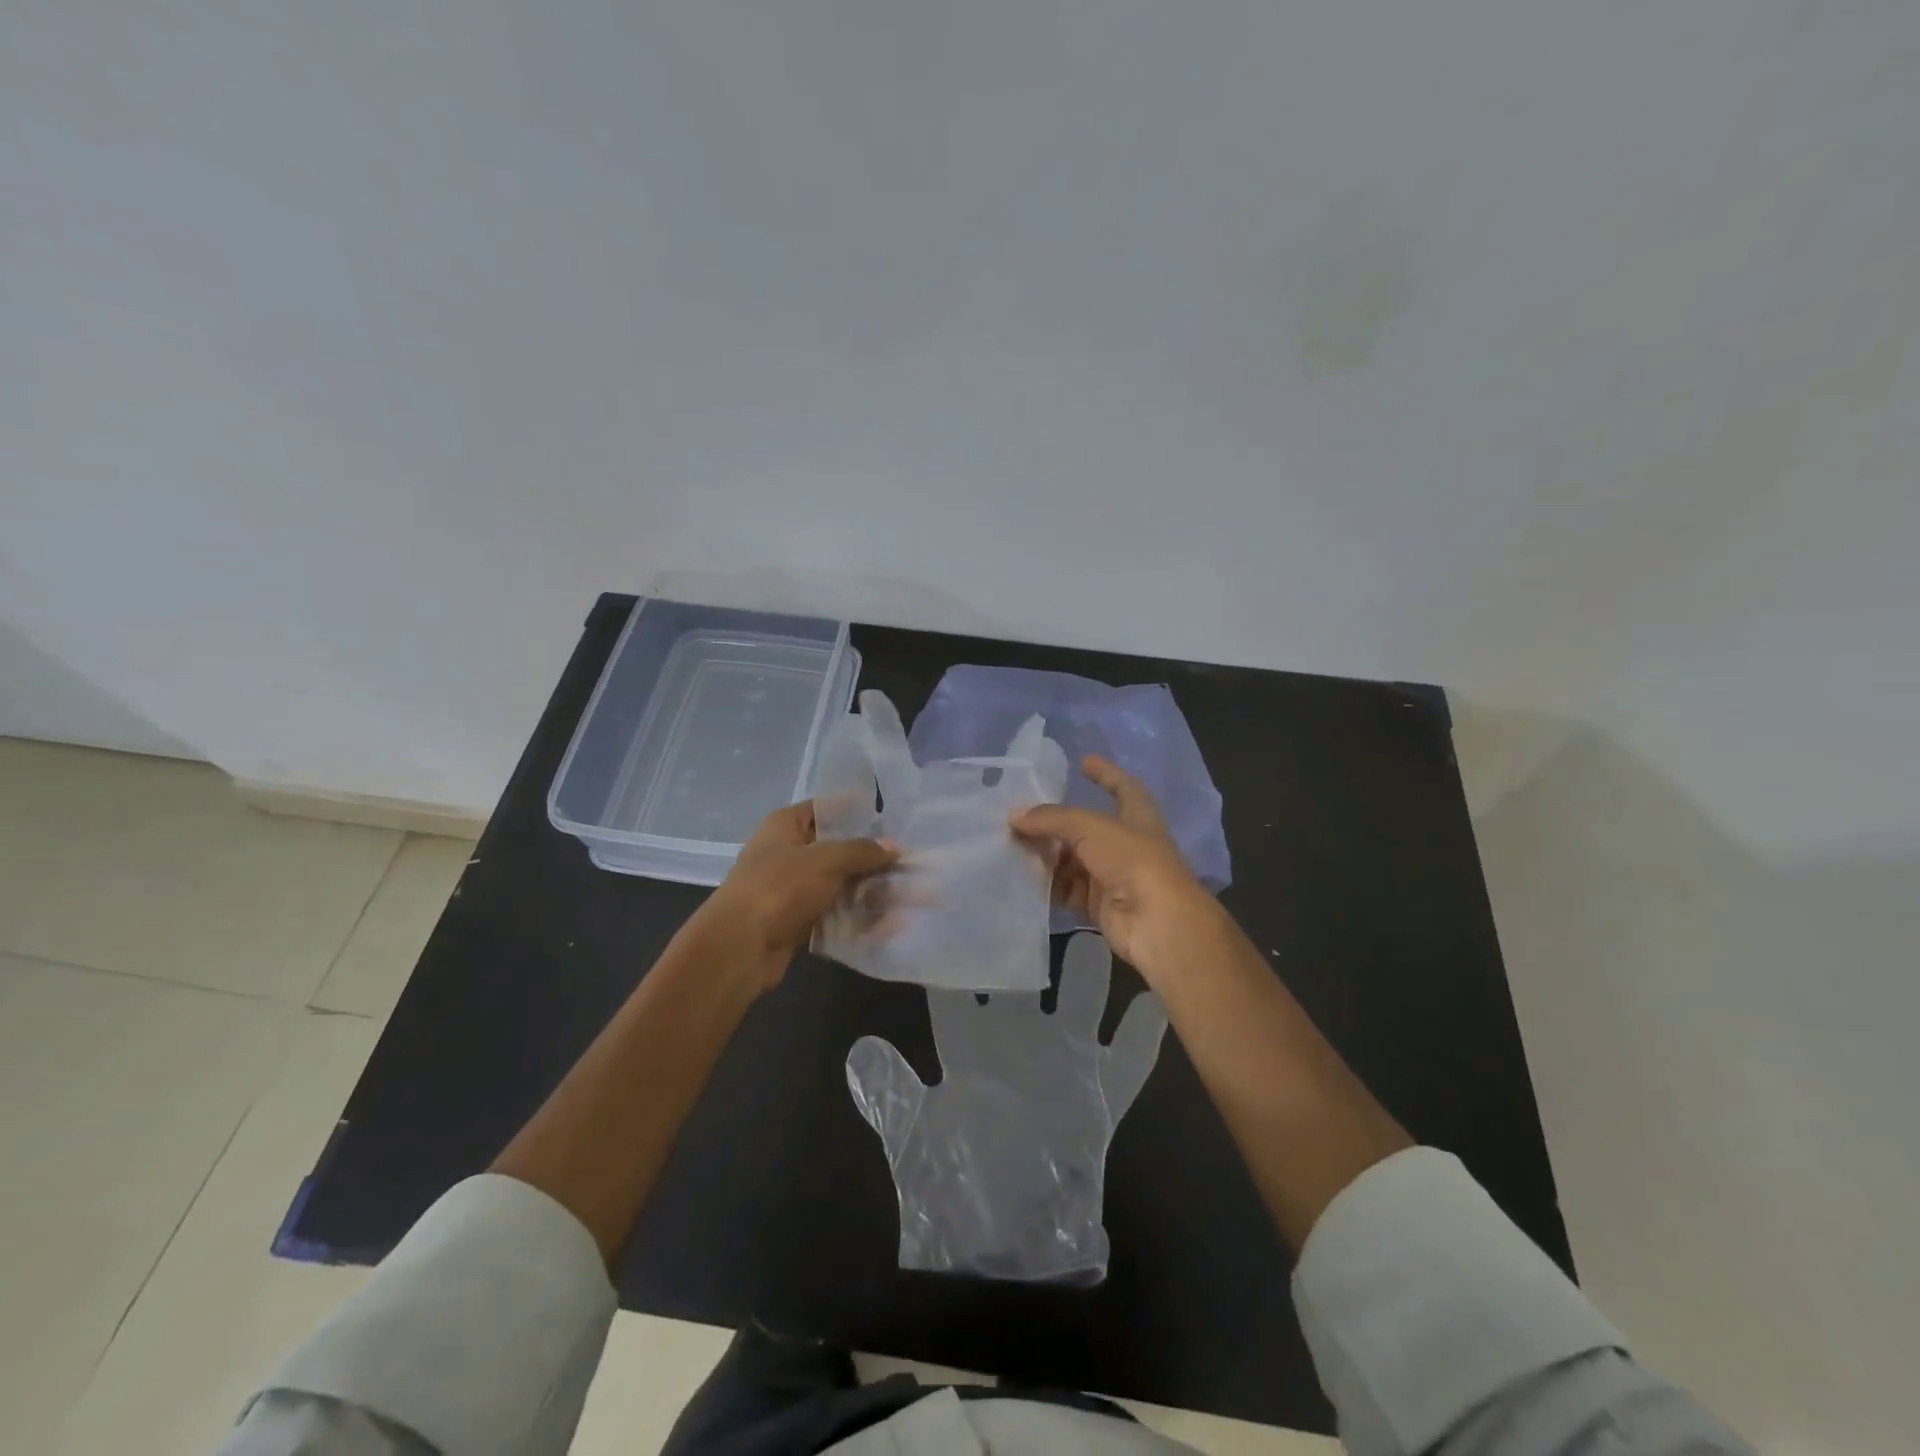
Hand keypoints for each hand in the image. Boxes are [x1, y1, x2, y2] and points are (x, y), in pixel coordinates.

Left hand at [685, 801, 895, 991]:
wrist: (739, 947)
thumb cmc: (779, 888)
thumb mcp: (825, 860)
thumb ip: (862, 851)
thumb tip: (893, 847)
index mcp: (785, 825)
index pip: (826, 809)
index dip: (857, 813)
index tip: (892, 821)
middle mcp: (787, 852)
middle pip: (837, 849)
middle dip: (872, 859)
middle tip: (909, 865)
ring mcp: (791, 888)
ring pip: (839, 883)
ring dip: (869, 891)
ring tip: (908, 898)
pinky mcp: (797, 919)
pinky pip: (834, 912)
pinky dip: (857, 917)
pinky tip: (889, 925)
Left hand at [846, 932, 1167, 1280]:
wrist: (1004, 1241)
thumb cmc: (952, 1183)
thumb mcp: (913, 1138)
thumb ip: (891, 1092)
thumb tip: (860, 1047)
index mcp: (970, 1046)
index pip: (963, 986)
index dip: (959, 950)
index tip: (961, 908)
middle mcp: (1017, 1041)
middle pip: (1026, 979)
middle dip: (1029, 944)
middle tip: (1034, 898)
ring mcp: (1062, 1064)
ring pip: (1080, 1006)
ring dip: (1088, 979)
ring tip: (1096, 939)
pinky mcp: (1098, 1097)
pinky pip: (1126, 1062)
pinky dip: (1141, 1038)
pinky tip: (1155, 1005)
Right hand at [1011, 755, 1219, 985]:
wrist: (1156, 923)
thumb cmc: (1132, 860)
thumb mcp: (1091, 828)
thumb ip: (1052, 819)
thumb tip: (1014, 816)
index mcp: (1137, 816)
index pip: (1121, 786)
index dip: (1105, 773)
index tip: (1083, 760)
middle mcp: (1125, 844)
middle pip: (1085, 828)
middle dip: (1055, 823)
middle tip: (1020, 815)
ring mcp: (1113, 876)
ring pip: (1073, 860)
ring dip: (1047, 855)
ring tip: (1011, 845)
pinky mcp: (1100, 906)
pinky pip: (1068, 891)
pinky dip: (1048, 885)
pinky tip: (1022, 877)